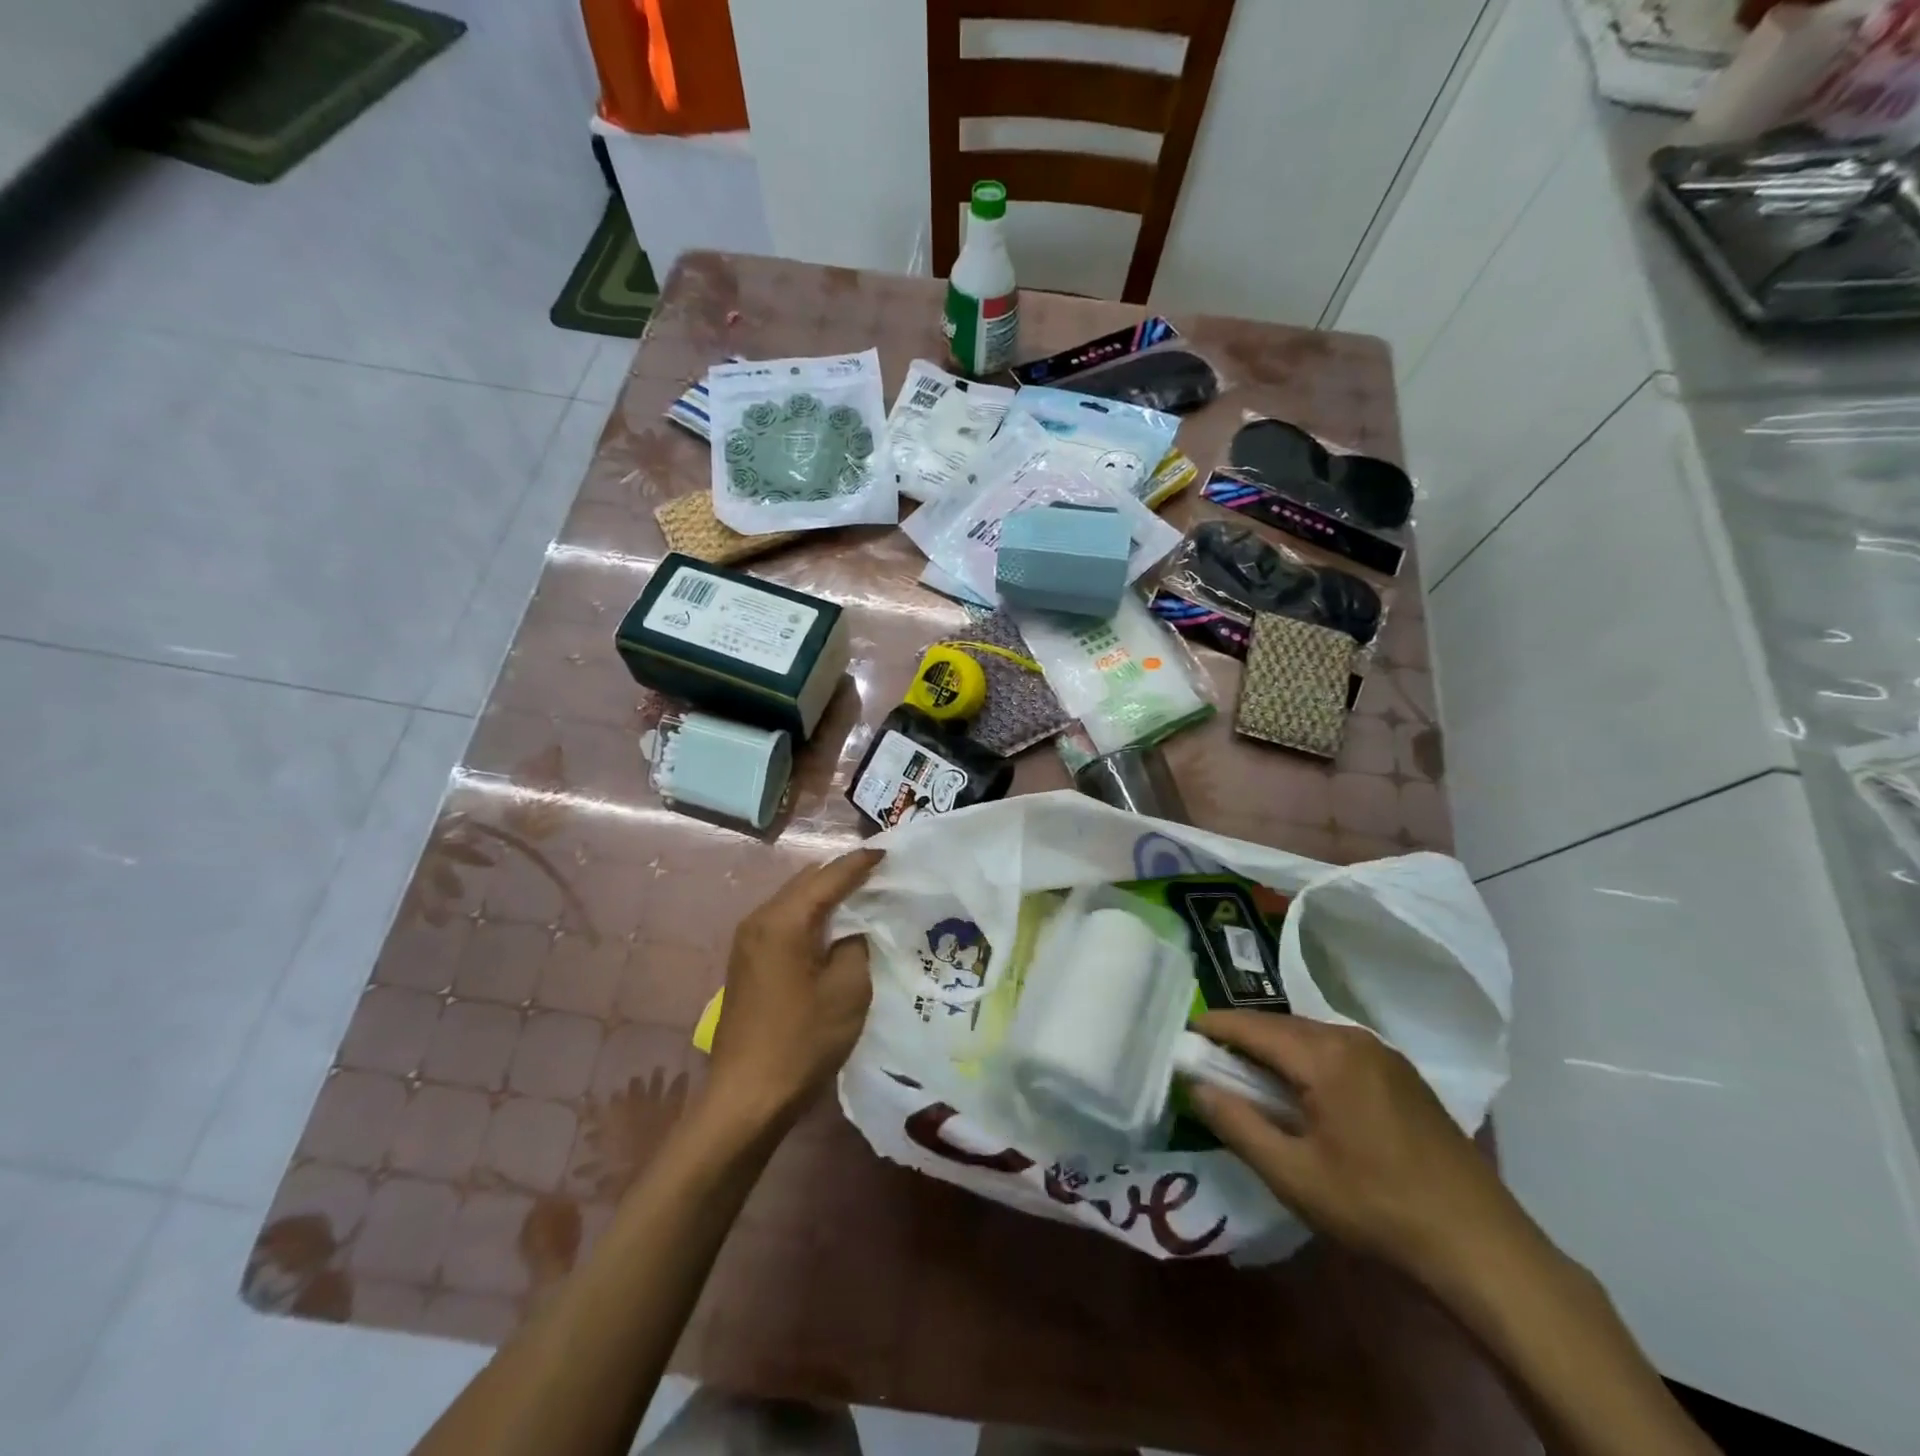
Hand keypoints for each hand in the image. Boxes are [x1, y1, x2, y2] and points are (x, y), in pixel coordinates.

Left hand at [704, 849, 881, 1132]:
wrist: (747, 1096)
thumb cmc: (802, 1040)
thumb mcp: (847, 990)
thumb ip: (855, 946)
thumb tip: (851, 932)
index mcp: (783, 920)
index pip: (828, 878)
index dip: (859, 864)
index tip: (887, 852)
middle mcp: (759, 920)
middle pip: (806, 882)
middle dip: (841, 875)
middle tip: (878, 875)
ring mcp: (747, 941)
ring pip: (793, 901)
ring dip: (824, 896)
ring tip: (860, 897)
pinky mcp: (746, 962)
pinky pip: (783, 922)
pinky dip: (809, 916)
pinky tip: (831, 929)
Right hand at [1186, 1011, 1531, 1283]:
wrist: (1482, 1246)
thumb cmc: (1376, 1209)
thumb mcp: (1293, 1175)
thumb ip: (1237, 1124)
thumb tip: (1196, 1086)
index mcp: (1325, 1056)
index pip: (1252, 1027)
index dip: (1214, 1027)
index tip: (1183, 1033)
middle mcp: (1353, 1039)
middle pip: (1281, 1025)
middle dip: (1243, 1037)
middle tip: (1209, 1058)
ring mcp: (1383, 1054)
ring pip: (1310, 1035)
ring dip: (1275, 1048)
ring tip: (1249, 1074)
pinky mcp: (1402, 1074)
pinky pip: (1337, 1050)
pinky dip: (1306, 1058)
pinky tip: (1302, 1089)